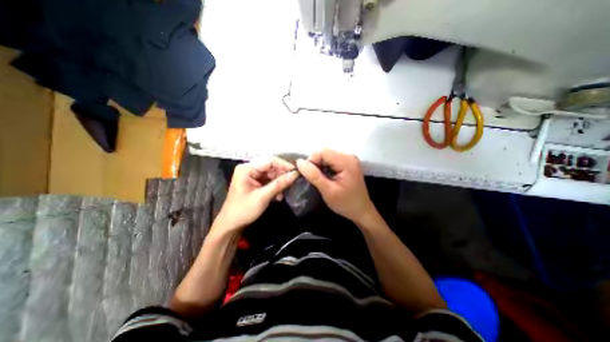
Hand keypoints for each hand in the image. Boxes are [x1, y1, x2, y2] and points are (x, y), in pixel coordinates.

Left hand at [213, 156, 299, 232]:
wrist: (231, 224)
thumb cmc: (243, 210)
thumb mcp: (263, 197)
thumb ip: (279, 184)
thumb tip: (295, 174)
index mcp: (247, 169)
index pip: (269, 161)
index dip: (284, 165)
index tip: (296, 172)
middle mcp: (249, 169)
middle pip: (271, 167)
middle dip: (281, 175)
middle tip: (291, 183)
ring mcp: (252, 175)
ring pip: (271, 174)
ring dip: (279, 183)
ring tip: (283, 193)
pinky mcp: (254, 182)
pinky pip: (269, 180)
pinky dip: (275, 187)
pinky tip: (278, 196)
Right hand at [297, 147, 376, 222]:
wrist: (361, 211)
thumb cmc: (346, 203)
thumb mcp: (328, 191)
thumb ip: (314, 176)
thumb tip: (299, 162)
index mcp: (346, 161)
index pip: (323, 151)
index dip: (312, 161)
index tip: (308, 175)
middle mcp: (348, 156)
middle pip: (325, 152)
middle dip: (315, 163)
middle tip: (313, 179)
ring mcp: (348, 159)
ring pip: (326, 156)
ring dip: (319, 166)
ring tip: (318, 179)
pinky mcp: (347, 164)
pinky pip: (331, 160)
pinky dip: (324, 167)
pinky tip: (325, 177)